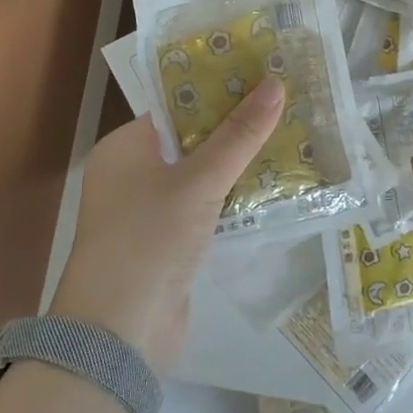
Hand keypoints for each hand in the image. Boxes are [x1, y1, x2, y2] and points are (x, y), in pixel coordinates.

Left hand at [49, 77, 284, 372]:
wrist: (119, 337)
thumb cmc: (149, 240)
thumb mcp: (198, 181)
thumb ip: (239, 135)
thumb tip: (276, 83)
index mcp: (126, 148)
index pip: (177, 106)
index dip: (219, 89)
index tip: (262, 76)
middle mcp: (134, 175)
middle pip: (194, 140)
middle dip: (238, 128)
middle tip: (287, 105)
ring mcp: (151, 212)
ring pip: (204, 176)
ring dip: (242, 165)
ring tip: (294, 138)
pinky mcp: (170, 244)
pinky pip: (209, 209)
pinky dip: (236, 200)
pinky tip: (278, 188)